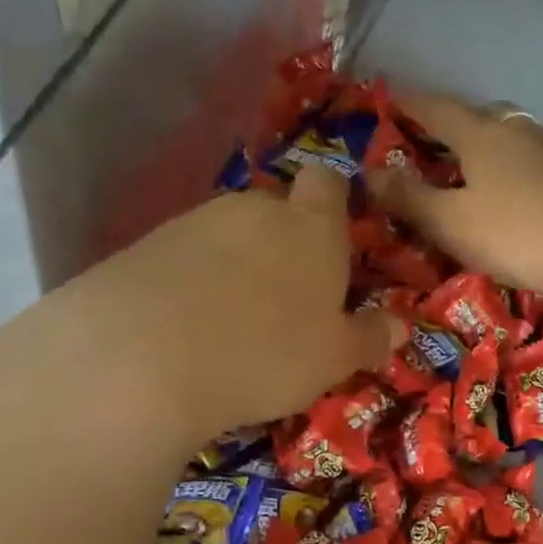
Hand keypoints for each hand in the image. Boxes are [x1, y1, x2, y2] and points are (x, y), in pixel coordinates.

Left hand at [0, 163, 401, 486]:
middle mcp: (255, 209)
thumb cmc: (268, 354)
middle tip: (289, 299)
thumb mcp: (335, 359)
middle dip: (286, 243)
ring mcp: (195, 221)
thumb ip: (369, 338)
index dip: (334, 203)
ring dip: (239, 264)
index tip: (336, 241)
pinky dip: (195, 279)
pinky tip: (190, 325)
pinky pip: (187, 255)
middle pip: (278, 210)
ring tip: (236, 320)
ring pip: (230, 234)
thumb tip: (400, 327)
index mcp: (312, 227)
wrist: (142, 358)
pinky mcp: (145, 244)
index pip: (329, 184)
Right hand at [377, 93, 542, 301]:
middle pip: (482, 116)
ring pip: (519, 137)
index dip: (409, 104)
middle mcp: (522, 131)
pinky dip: (527, 171)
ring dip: (497, 147)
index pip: (436, 109)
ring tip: (485, 171)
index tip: (389, 98)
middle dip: (457, 125)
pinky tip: (530, 194)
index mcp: (482, 135)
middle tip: (439, 144)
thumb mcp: (452, 223)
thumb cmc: (517, 235)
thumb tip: (368, 173)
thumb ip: (410, 198)